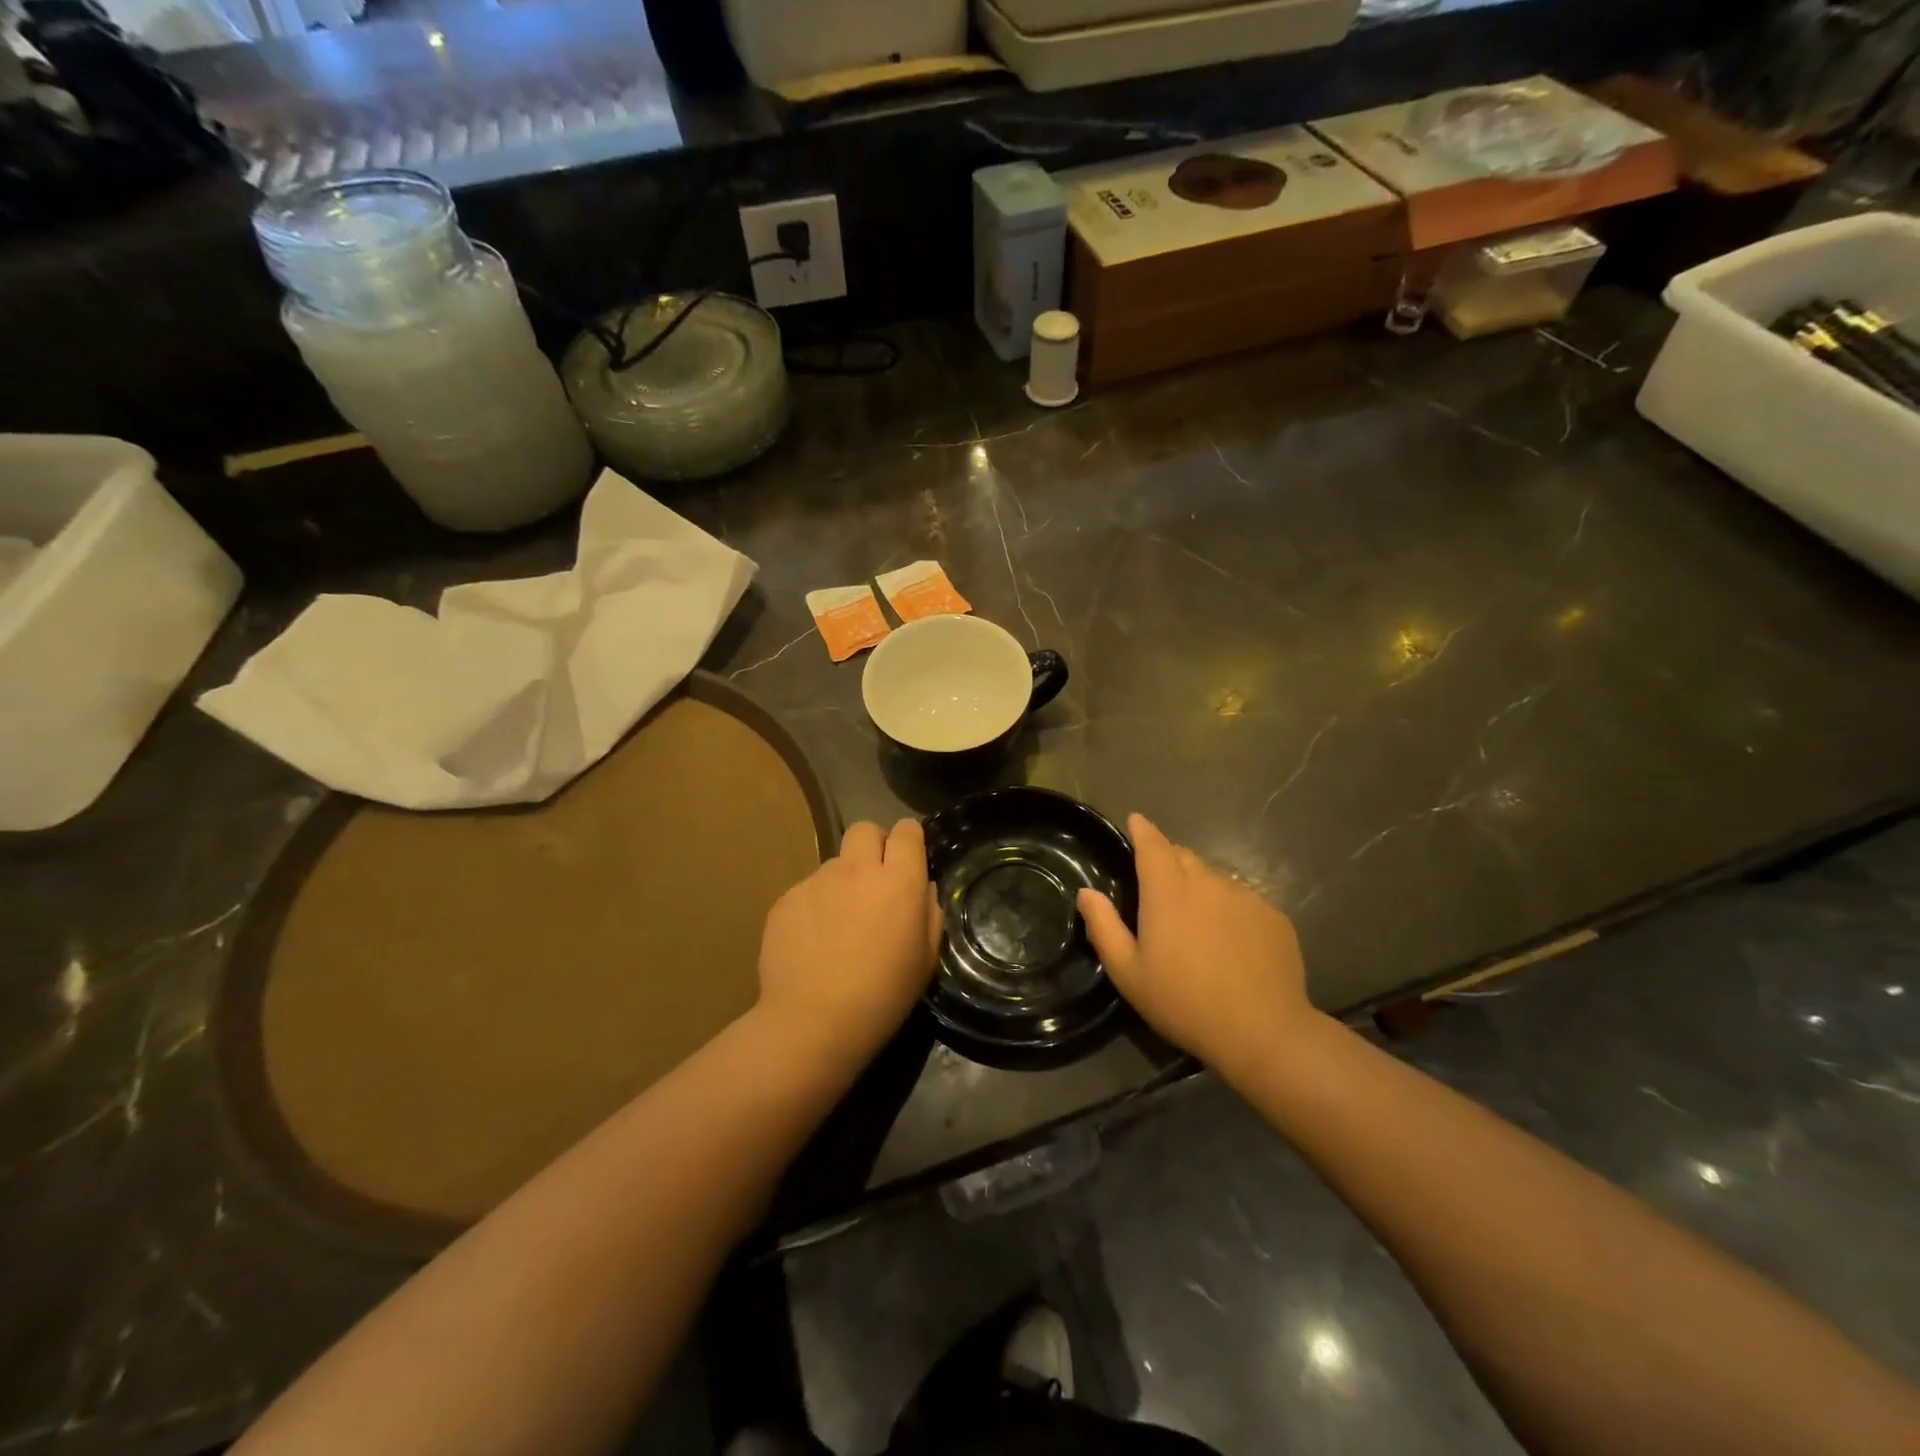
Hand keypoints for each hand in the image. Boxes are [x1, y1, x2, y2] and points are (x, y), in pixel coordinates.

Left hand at [756, 819, 942, 1062]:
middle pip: (865, 830)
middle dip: (873, 845)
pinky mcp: (786, 899)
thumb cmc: (882, 996)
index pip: (907, 831)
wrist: (812, 1022)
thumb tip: (922, 887)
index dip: (909, 840)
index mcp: (898, 882)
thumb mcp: (925, 960)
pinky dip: (814, 907)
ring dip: (843, 881)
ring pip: (835, 863)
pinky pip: (807, 890)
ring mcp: (817, 881)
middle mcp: (857, 870)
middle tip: (874, 880)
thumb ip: (929, 913)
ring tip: (838, 924)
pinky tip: (813, 942)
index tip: (908, 859)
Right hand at [1078, 814, 1316, 1078]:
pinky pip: (1243, 899)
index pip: (1153, 843)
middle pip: (1184, 856)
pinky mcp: (1273, 915)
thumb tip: (1087, 893)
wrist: (1263, 1031)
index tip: (1135, 821)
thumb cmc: (1184, 1002)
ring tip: (1195, 920)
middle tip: (1158, 887)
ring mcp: (1245, 896)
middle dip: (1168, 860)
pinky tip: (1229, 940)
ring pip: (1214, 877)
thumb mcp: (1129, 973)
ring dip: (1199, 886)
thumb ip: (1104, 927)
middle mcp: (1207, 882)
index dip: (1142, 830)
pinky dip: (1229, 908)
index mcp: (1168, 891)